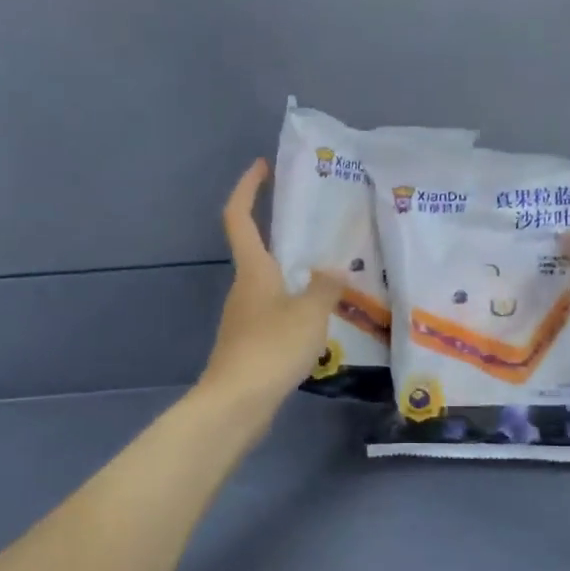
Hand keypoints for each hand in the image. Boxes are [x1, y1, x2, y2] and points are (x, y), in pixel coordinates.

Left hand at [197, 159, 343, 417]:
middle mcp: (244, 288)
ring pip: (271, 285)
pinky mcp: (249, 344)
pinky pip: (275, 313)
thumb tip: (333, 271)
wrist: (237, 404)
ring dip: (294, 276)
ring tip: (332, 276)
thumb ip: (325, 287)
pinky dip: (295, 307)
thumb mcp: (310, 313)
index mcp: (253, 270)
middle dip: (283, 234)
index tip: (263, 166)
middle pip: (258, 250)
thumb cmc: (271, 348)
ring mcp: (244, 318)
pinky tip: (320, 321)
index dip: (247, 188)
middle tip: (320, 226)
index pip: (239, 216)